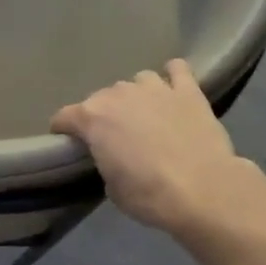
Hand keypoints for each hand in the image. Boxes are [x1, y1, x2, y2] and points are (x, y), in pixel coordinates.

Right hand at [51, 59, 253, 233]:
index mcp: (92, 118)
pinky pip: (177, 70)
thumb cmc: (148, 195)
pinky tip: (173, 88)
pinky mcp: (188, 91)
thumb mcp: (112, 187)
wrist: (202, 190)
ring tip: (145, 115)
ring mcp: (155, 88)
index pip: (64, 117)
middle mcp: (119, 95)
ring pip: (137, 81)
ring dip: (136, 96)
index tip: (69, 144)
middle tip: (113, 138)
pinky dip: (172, 76)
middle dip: (102, 115)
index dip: (63, 131)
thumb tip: (113, 156)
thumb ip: (105, 161)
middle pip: (101, 98)